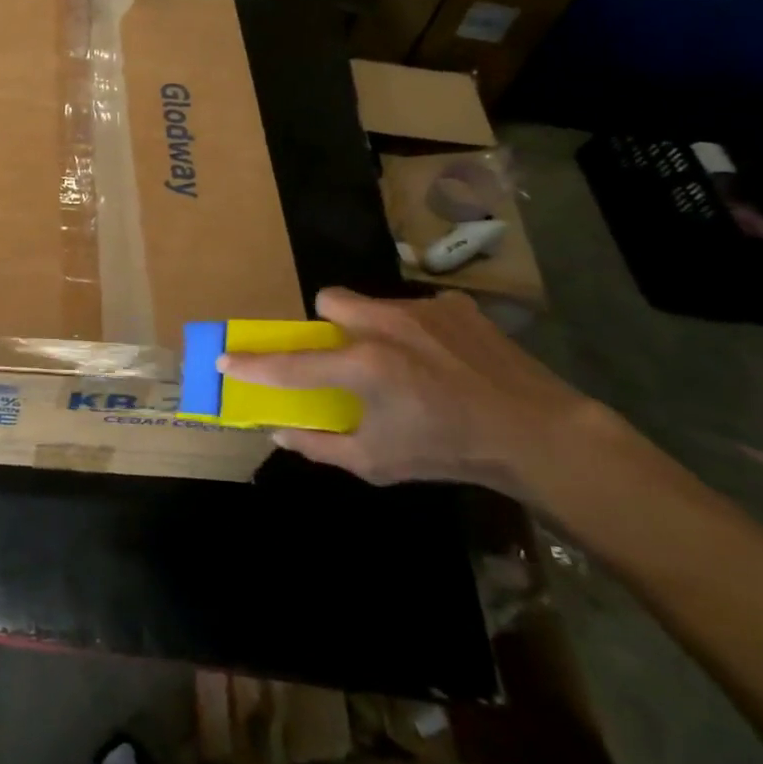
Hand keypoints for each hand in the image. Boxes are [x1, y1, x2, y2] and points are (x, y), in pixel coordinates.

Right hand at [220, 287, 613, 498]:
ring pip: (372, 304)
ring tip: (402, 363)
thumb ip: (320, 446)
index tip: (223, 359)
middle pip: (329, 300)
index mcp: (363, 366)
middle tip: (343, 357)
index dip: (252, 364)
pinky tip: (442, 360)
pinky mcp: (454, 306)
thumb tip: (279, 432)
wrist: (539, 434)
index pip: (290, 364)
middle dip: (325, 325)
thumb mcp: (377, 463)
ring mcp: (422, 310)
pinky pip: (416, 310)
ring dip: (371, 329)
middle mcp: (385, 326)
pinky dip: (416, 331)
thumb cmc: (448, 452)